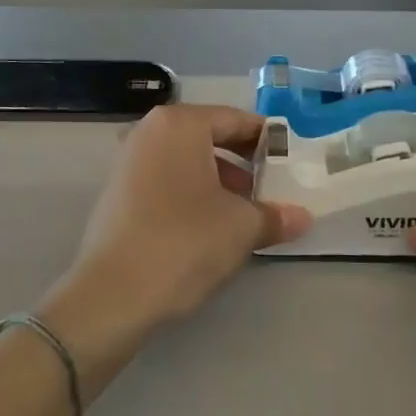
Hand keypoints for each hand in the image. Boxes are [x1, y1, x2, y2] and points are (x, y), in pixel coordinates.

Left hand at [54, 105, 310, 339]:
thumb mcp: (241, 227)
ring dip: (220, 181)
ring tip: (246, 213)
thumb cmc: (184, 241)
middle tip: (272, 188)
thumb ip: (274, 215)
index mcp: (180, 123)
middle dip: (244, 162)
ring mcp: (129, 161)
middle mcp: (150, 131)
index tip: (291, 162)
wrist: (112, 295)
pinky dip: (192, 194)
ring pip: (188, 161)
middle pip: (209, 137)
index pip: (235, 119)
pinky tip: (211, 227)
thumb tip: (302, 217)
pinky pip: (166, 181)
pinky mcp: (117, 193)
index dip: (267, 140)